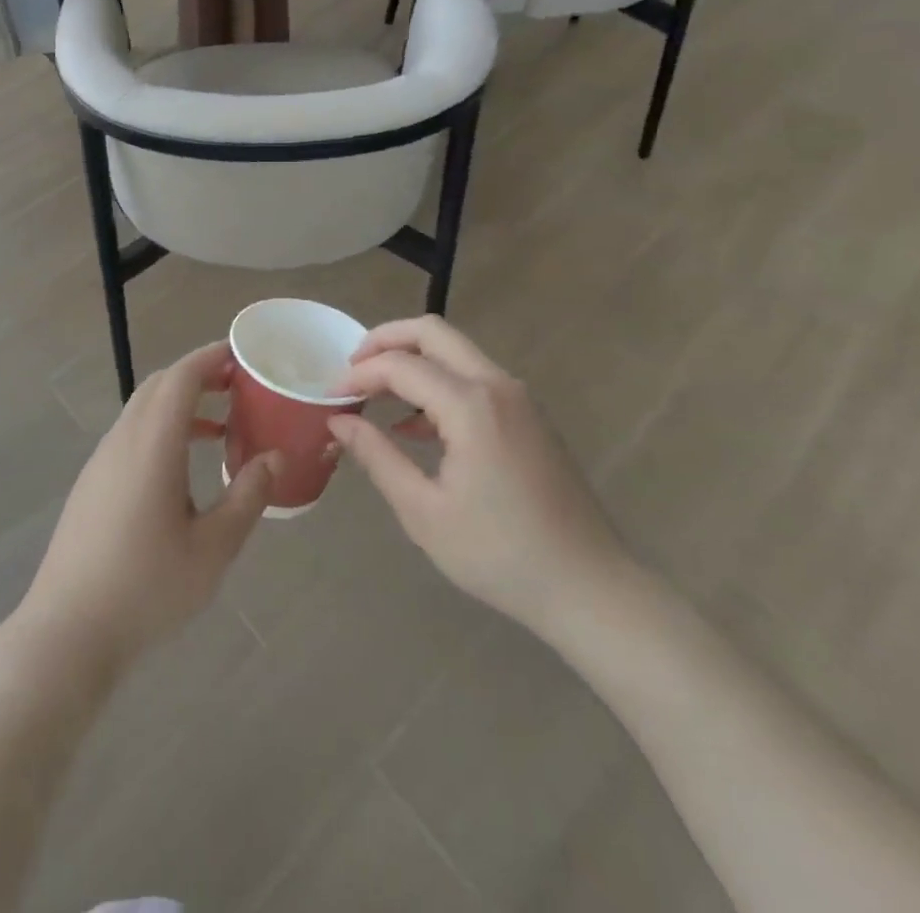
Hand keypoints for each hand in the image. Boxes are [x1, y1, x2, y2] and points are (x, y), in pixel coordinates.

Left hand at [15, 342, 279, 670]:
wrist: (68, 631)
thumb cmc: (146, 588)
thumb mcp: (213, 548)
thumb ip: (247, 496)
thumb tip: (274, 457)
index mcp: (152, 444)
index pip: (181, 377)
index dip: (211, 357)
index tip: (243, 353)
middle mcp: (122, 440)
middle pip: (160, 386)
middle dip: (200, 376)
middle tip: (240, 386)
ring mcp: (101, 461)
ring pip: (143, 410)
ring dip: (181, 405)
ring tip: (222, 427)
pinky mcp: (92, 483)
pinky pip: (132, 435)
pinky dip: (162, 429)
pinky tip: (184, 468)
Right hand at [329, 317, 630, 642]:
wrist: (590, 586)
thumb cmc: (500, 554)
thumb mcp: (424, 511)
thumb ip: (377, 456)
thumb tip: (339, 421)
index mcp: (471, 405)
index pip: (400, 365)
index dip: (358, 375)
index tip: (330, 397)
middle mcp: (496, 385)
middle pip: (432, 333)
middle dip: (385, 340)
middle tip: (351, 369)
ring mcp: (518, 397)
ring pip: (455, 352)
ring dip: (412, 360)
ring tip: (375, 395)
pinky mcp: (528, 415)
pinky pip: (473, 378)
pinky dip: (438, 383)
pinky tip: (414, 426)